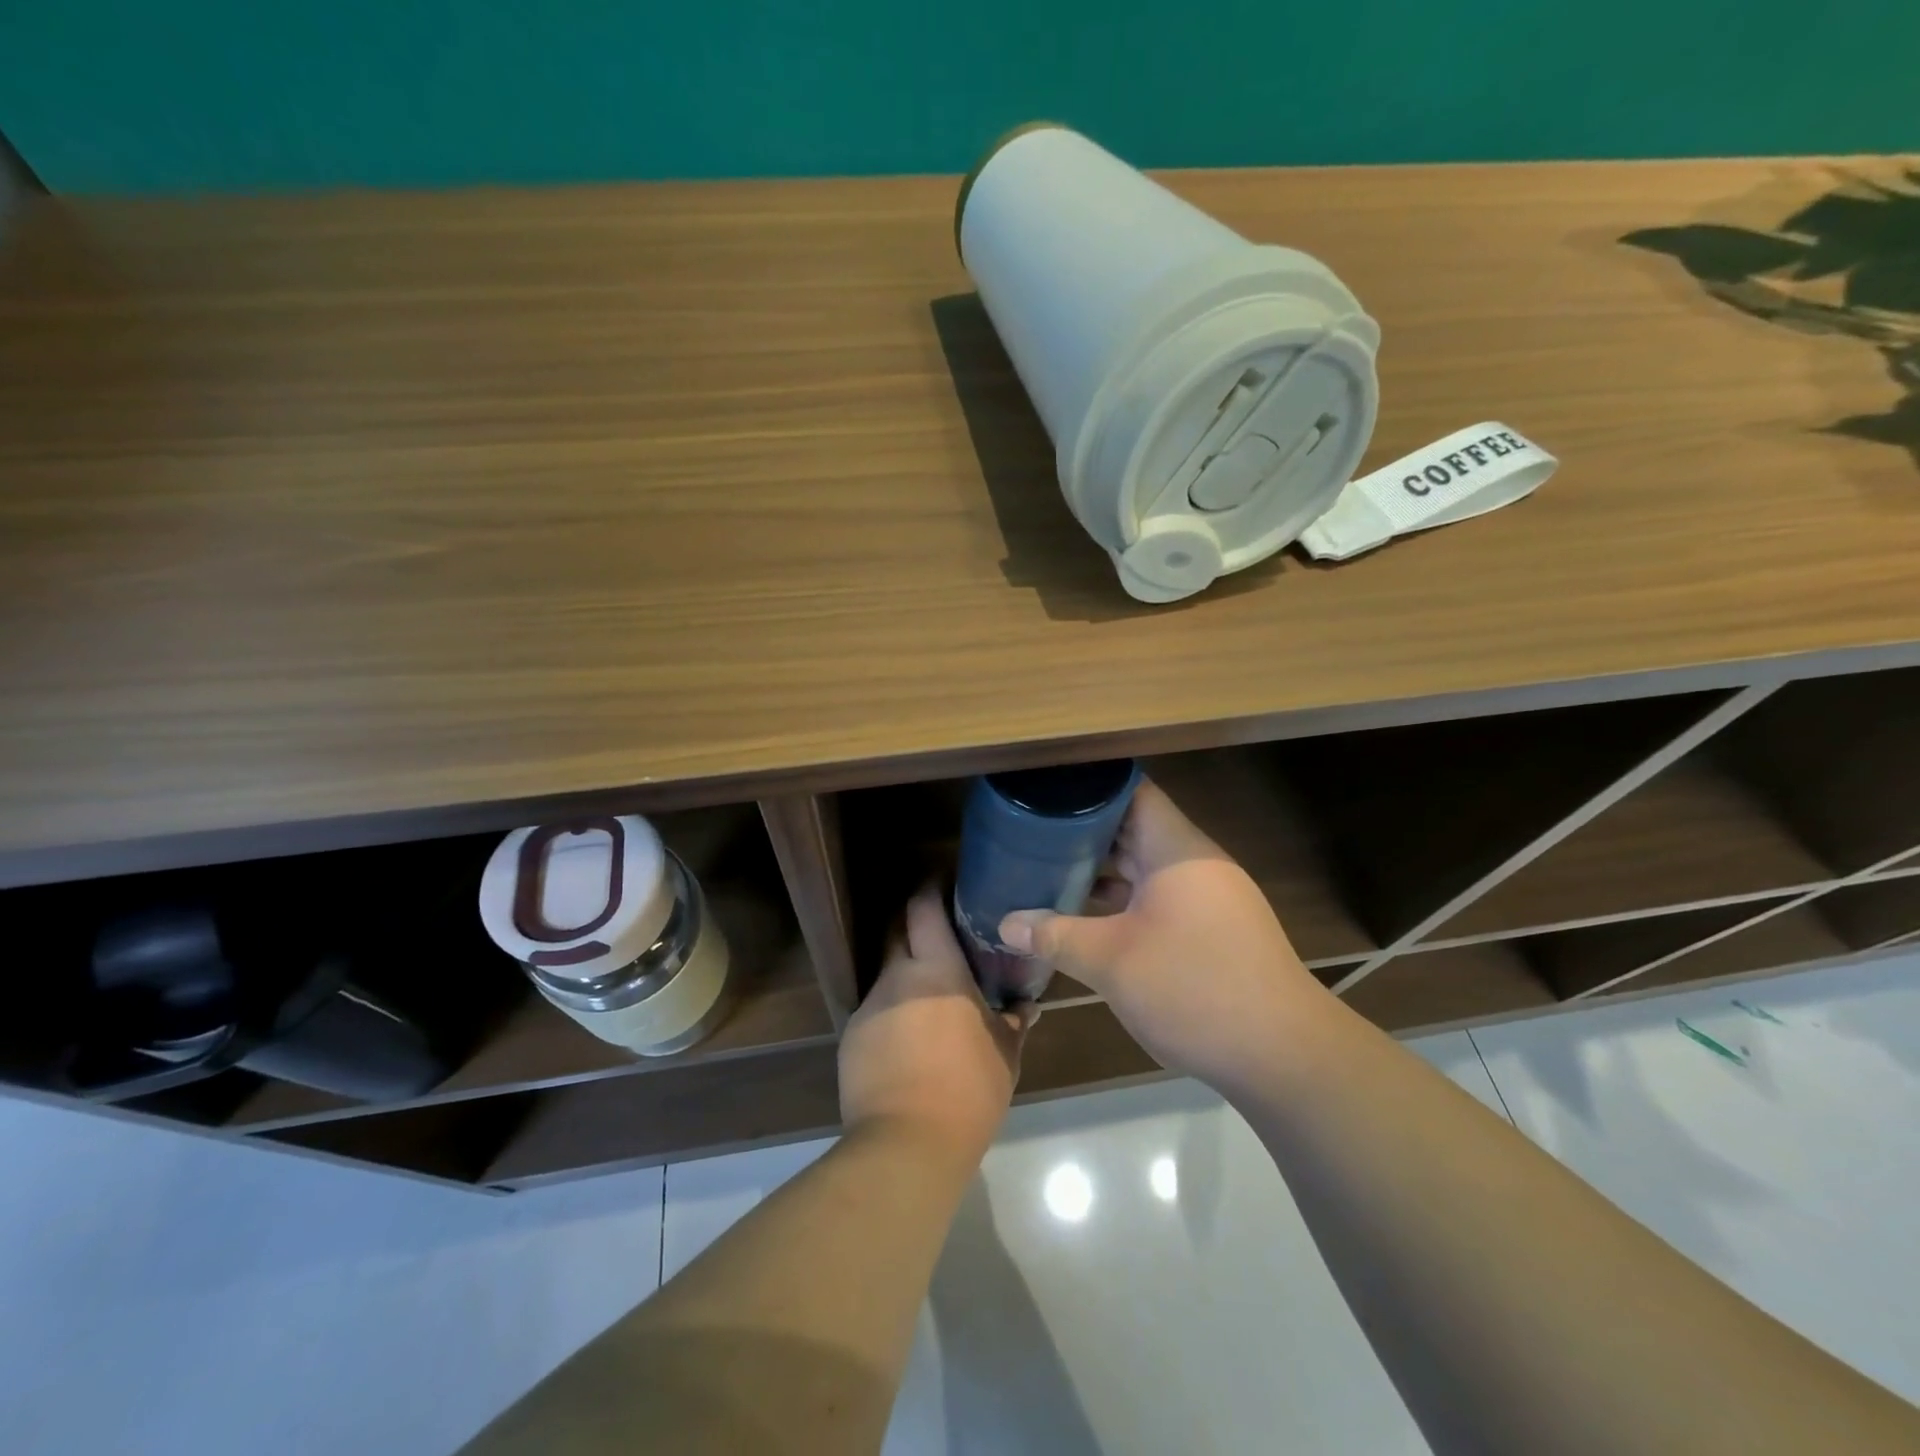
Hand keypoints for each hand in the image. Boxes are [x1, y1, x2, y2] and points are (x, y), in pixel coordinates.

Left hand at [839, 883, 1031, 1164]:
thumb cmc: (968, 1091)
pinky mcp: (851, 1037)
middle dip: (913, 928)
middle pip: (896, 933)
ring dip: (906, 978)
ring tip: (928, 1003)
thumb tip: (1027, 1007)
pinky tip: (908, 1044)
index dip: (929, 889)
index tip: (942, 882)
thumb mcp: (1004, 1056)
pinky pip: (876, 1012)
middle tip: (939, 938)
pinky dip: (892, 1015)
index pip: (923, 909)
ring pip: (888, 976)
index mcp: (937, 971)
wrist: (906, 1145)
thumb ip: (1013, 1023)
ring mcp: (870, 1006)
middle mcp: (897, 977)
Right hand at [999, 778, 1322, 1091]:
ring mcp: (1206, 897)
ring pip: (1143, 867)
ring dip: (1100, 872)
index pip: (1132, 792)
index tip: (1044, 792)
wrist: (1281, 1056)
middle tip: (1029, 835)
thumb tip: (1005, 924)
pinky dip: (1121, 901)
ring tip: (1045, 871)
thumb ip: (1055, 936)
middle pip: (1133, 828)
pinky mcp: (1210, 929)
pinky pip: (1156, 898)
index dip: (1088, 787)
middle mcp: (1194, 863)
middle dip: (1082, 833)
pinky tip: (1084, 916)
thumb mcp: (1111, 961)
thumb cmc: (1193, 988)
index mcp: (1177, 850)